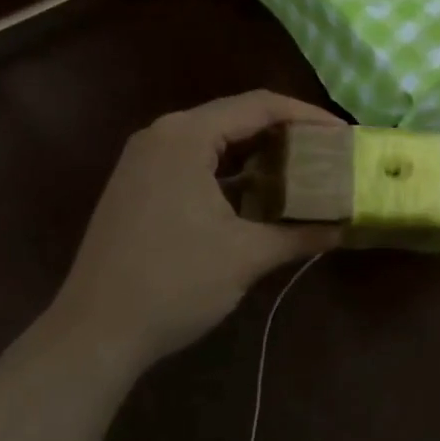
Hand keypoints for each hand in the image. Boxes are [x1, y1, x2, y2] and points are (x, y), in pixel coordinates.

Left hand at [49, 91, 341, 372]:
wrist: (93, 334)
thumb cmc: (174, 283)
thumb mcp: (246, 256)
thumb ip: (300, 234)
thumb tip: (346, 228)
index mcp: (186, 136)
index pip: (260, 106)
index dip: (307, 116)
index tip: (344, 135)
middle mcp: (162, 135)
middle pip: (236, 116)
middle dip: (285, 132)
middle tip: (326, 151)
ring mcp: (144, 159)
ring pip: (214, 140)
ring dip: (257, 152)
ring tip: (300, 169)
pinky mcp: (137, 185)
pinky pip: (193, 160)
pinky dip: (229, 171)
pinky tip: (256, 194)